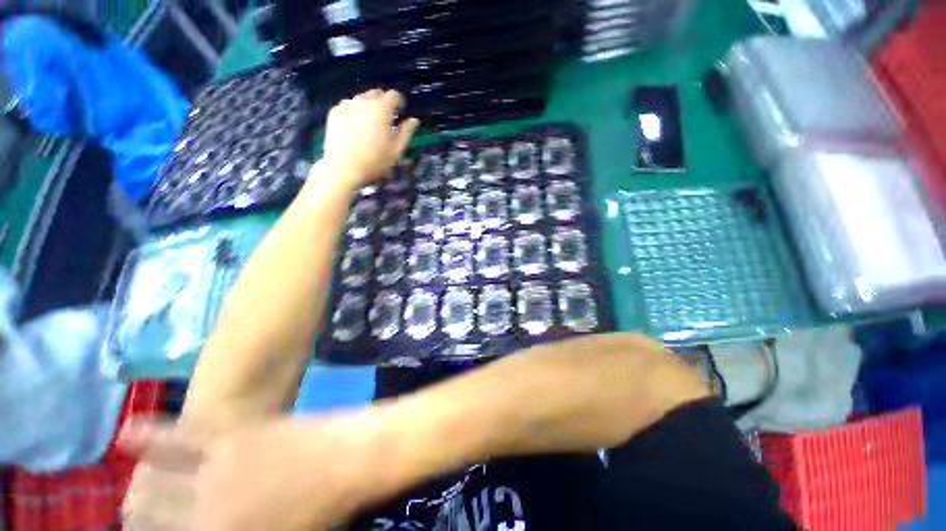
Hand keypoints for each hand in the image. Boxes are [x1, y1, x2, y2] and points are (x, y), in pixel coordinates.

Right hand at [120, 414, 391, 530]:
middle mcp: (204, 511)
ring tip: (136, 491)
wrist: (353, 457)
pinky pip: (180, 437)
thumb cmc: (322, 507)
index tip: (147, 528)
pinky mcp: (232, 435)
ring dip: (139, 487)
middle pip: (147, 515)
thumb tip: (200, 523)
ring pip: (153, 480)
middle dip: (139, 519)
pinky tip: (127, 434)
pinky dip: (150, 437)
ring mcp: (215, 470)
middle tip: (140, 518)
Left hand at [321, 89, 419, 187]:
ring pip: (361, 99)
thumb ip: (406, 132)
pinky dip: (354, 112)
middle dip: (383, 102)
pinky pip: (348, 106)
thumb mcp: (396, 150)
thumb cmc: (375, 161)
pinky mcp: (334, 112)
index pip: (393, 95)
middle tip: (385, 119)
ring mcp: (347, 105)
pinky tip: (355, 128)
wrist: (344, 167)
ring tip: (369, 124)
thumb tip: (414, 120)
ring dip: (368, 107)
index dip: (398, 102)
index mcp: (382, 109)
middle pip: (376, 93)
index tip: (400, 112)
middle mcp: (364, 101)